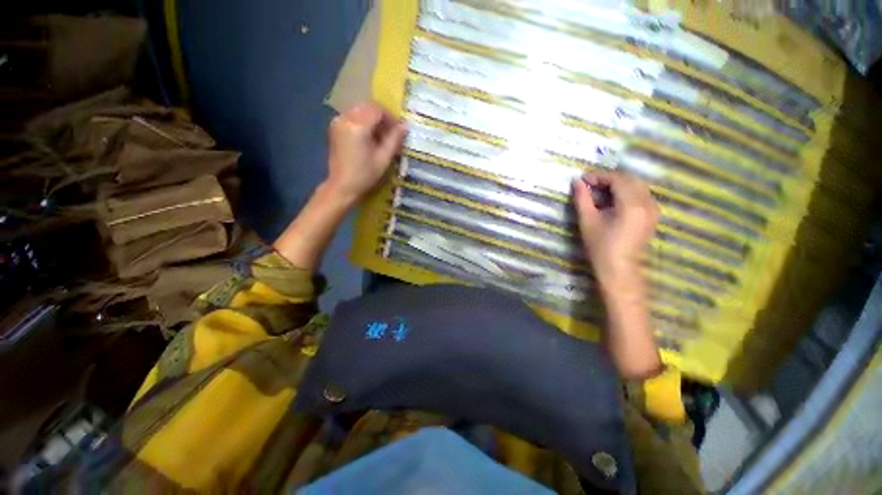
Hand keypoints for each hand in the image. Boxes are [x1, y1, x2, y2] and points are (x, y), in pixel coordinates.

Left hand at [325, 101, 406, 205]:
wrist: (342, 186)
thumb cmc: (364, 175)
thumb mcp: (383, 158)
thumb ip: (394, 139)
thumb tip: (405, 126)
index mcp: (358, 126)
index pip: (377, 109)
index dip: (390, 118)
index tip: (398, 131)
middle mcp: (345, 118)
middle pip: (368, 107)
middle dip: (382, 118)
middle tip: (391, 134)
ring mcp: (338, 122)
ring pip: (360, 111)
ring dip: (373, 120)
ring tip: (381, 138)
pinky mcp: (335, 128)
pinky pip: (353, 117)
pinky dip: (364, 123)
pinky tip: (370, 138)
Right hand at [572, 171, 657, 287]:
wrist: (619, 269)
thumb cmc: (600, 246)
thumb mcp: (587, 221)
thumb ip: (582, 199)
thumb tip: (576, 182)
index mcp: (632, 204)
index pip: (617, 179)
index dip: (599, 176)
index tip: (582, 179)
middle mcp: (647, 203)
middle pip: (630, 179)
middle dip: (609, 178)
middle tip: (590, 184)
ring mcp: (653, 209)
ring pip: (637, 186)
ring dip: (618, 184)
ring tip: (599, 192)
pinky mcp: (652, 215)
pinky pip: (641, 195)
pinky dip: (626, 192)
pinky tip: (612, 200)